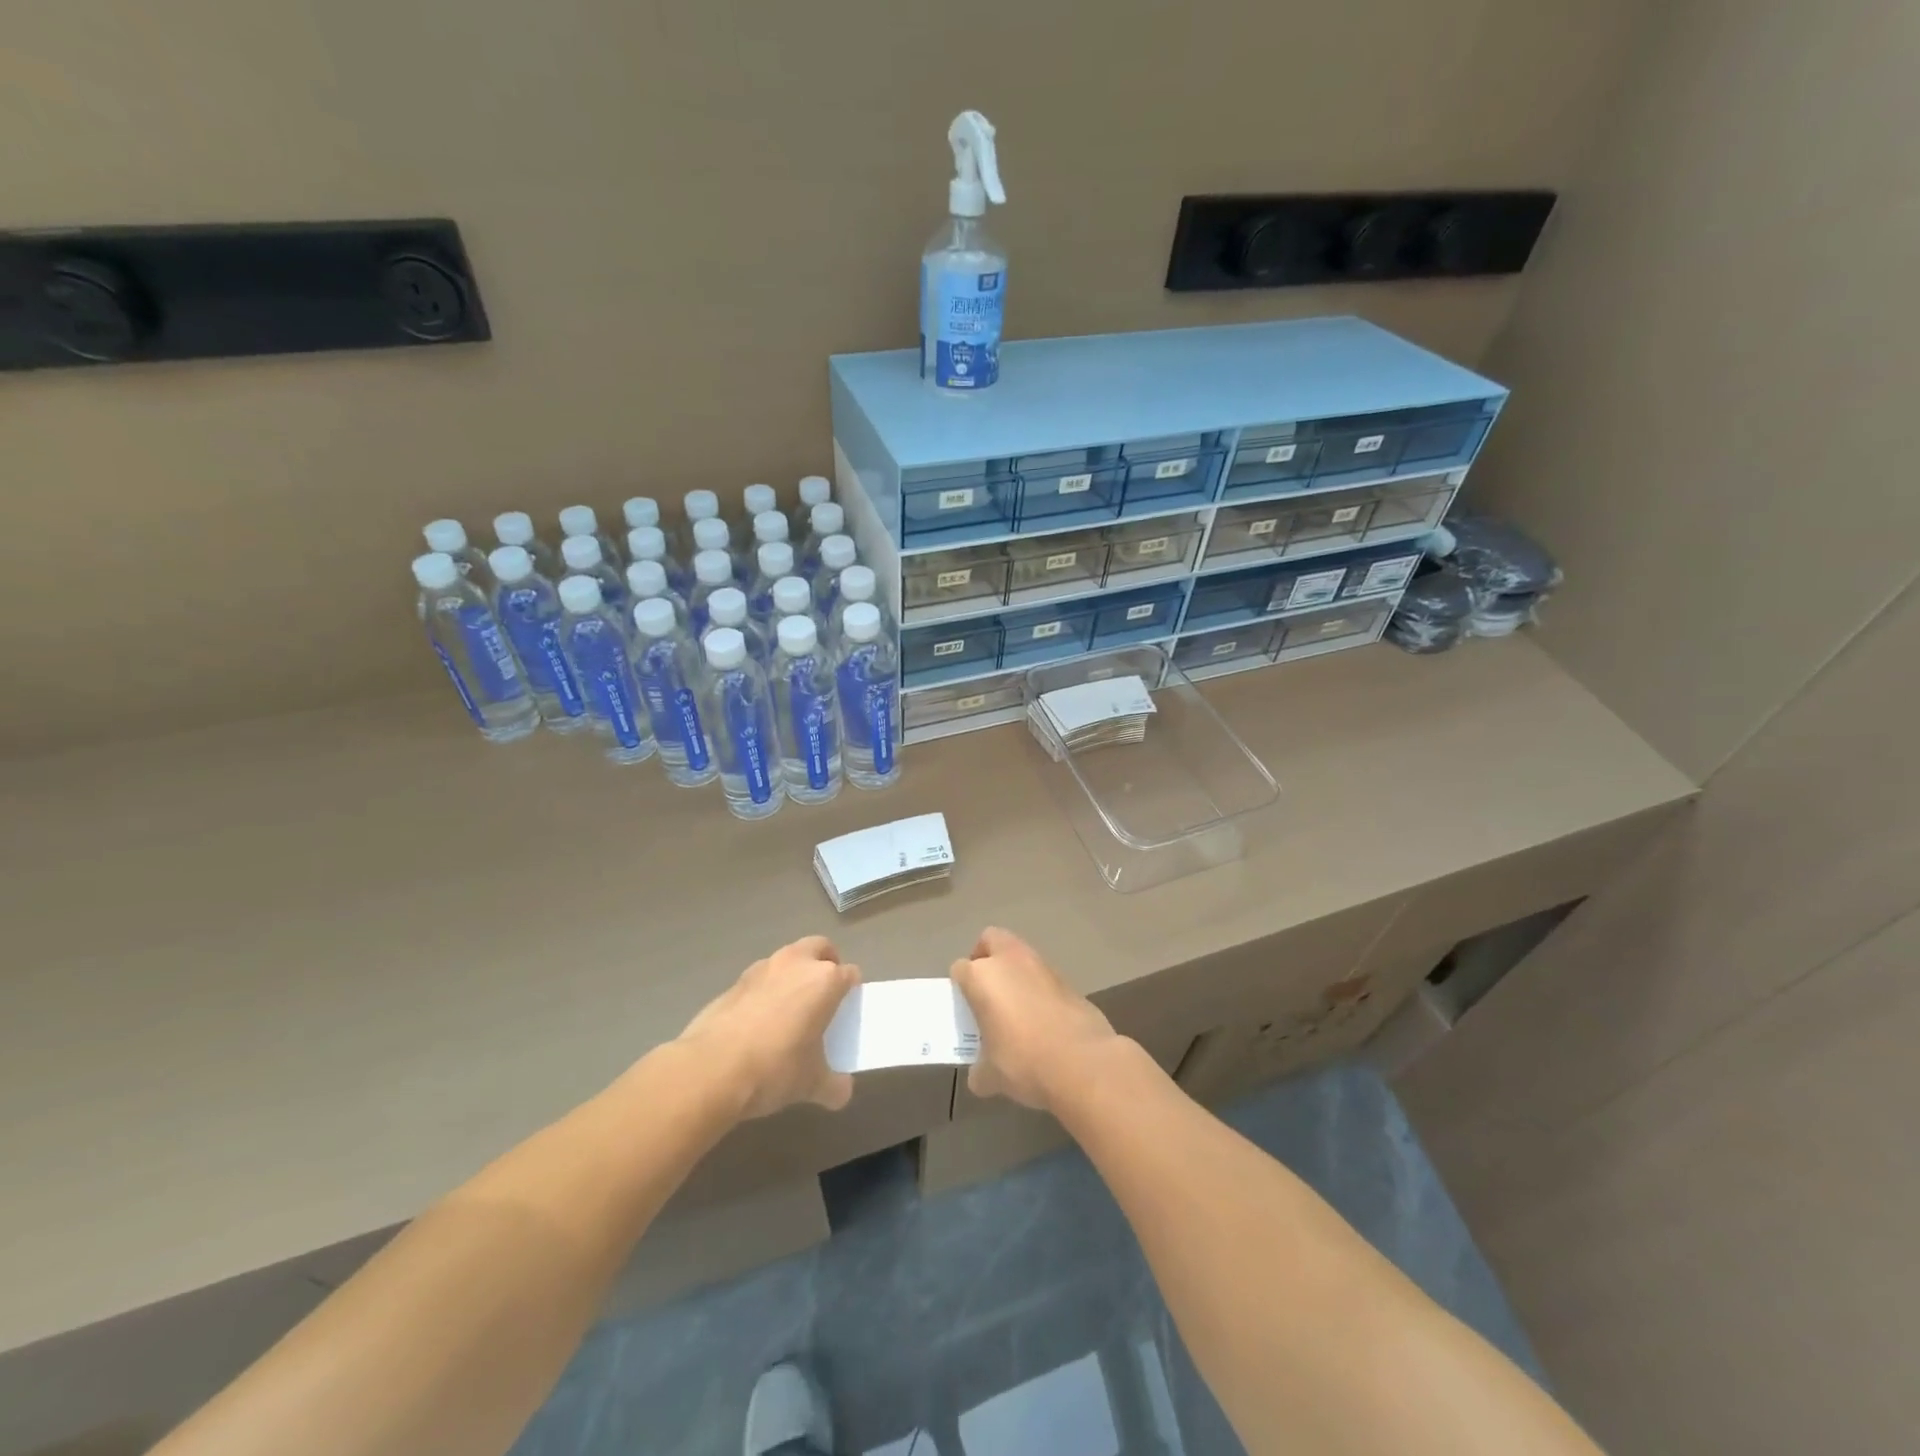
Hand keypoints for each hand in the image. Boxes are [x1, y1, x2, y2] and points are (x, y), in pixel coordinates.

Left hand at [677, 936, 859, 1118]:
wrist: (711, 1069)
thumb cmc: (775, 1068)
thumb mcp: (811, 1084)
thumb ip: (833, 1085)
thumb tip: (842, 1092)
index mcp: (825, 980)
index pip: (850, 974)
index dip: (852, 991)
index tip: (847, 1010)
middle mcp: (796, 963)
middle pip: (820, 948)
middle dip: (826, 963)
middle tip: (824, 994)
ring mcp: (763, 968)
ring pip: (788, 958)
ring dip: (794, 974)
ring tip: (790, 1009)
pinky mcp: (735, 981)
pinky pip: (761, 978)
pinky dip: (767, 990)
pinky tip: (759, 1021)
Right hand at [951, 927, 1118, 1112]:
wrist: (1083, 1063)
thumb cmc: (1025, 1063)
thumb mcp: (991, 1076)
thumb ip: (979, 1070)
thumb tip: (980, 1075)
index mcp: (982, 977)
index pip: (960, 969)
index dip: (960, 987)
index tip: (966, 1008)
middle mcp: (1010, 961)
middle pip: (990, 940)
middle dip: (985, 957)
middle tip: (986, 990)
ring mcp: (1042, 966)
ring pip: (1020, 955)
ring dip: (1014, 972)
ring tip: (1016, 1007)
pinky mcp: (1068, 979)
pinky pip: (1043, 976)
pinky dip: (1038, 988)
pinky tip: (1042, 1018)